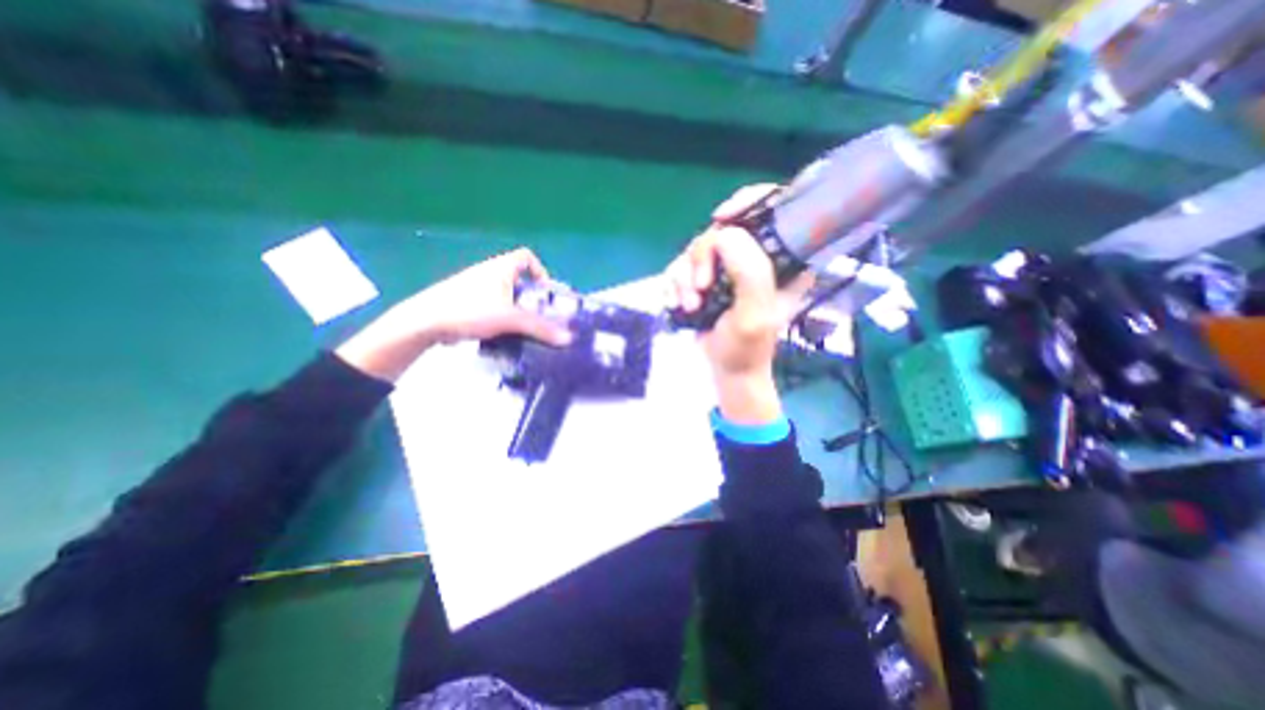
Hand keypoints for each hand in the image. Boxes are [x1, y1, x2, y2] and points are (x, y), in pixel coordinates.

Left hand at [337, 251, 569, 382]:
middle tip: (540, 316)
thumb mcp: (510, 319)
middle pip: (518, 279)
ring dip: (516, 309)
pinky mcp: (465, 302)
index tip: (545, 292)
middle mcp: (488, 273)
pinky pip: (492, 306)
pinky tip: (503, 334)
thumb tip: (569, 339)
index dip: (540, 271)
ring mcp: (475, 288)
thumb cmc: (470, 310)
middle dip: (531, 297)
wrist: (425, 322)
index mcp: (500, 268)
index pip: (526, 257)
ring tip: (524, 329)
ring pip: (504, 295)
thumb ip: (540, 328)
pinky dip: (501, 317)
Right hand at [666, 185, 814, 424]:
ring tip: (690, 305)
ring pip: (697, 247)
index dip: (748, 201)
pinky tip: (678, 303)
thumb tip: (725, 234)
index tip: (722, 219)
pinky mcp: (705, 276)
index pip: (774, 208)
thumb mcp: (754, 315)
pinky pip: (681, 265)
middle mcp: (756, 256)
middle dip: (704, 257)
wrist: (725, 369)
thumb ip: (749, 274)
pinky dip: (674, 284)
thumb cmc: (747, 348)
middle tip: (700, 288)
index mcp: (784, 259)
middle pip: (724, 228)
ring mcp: (728, 266)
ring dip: (686, 277)